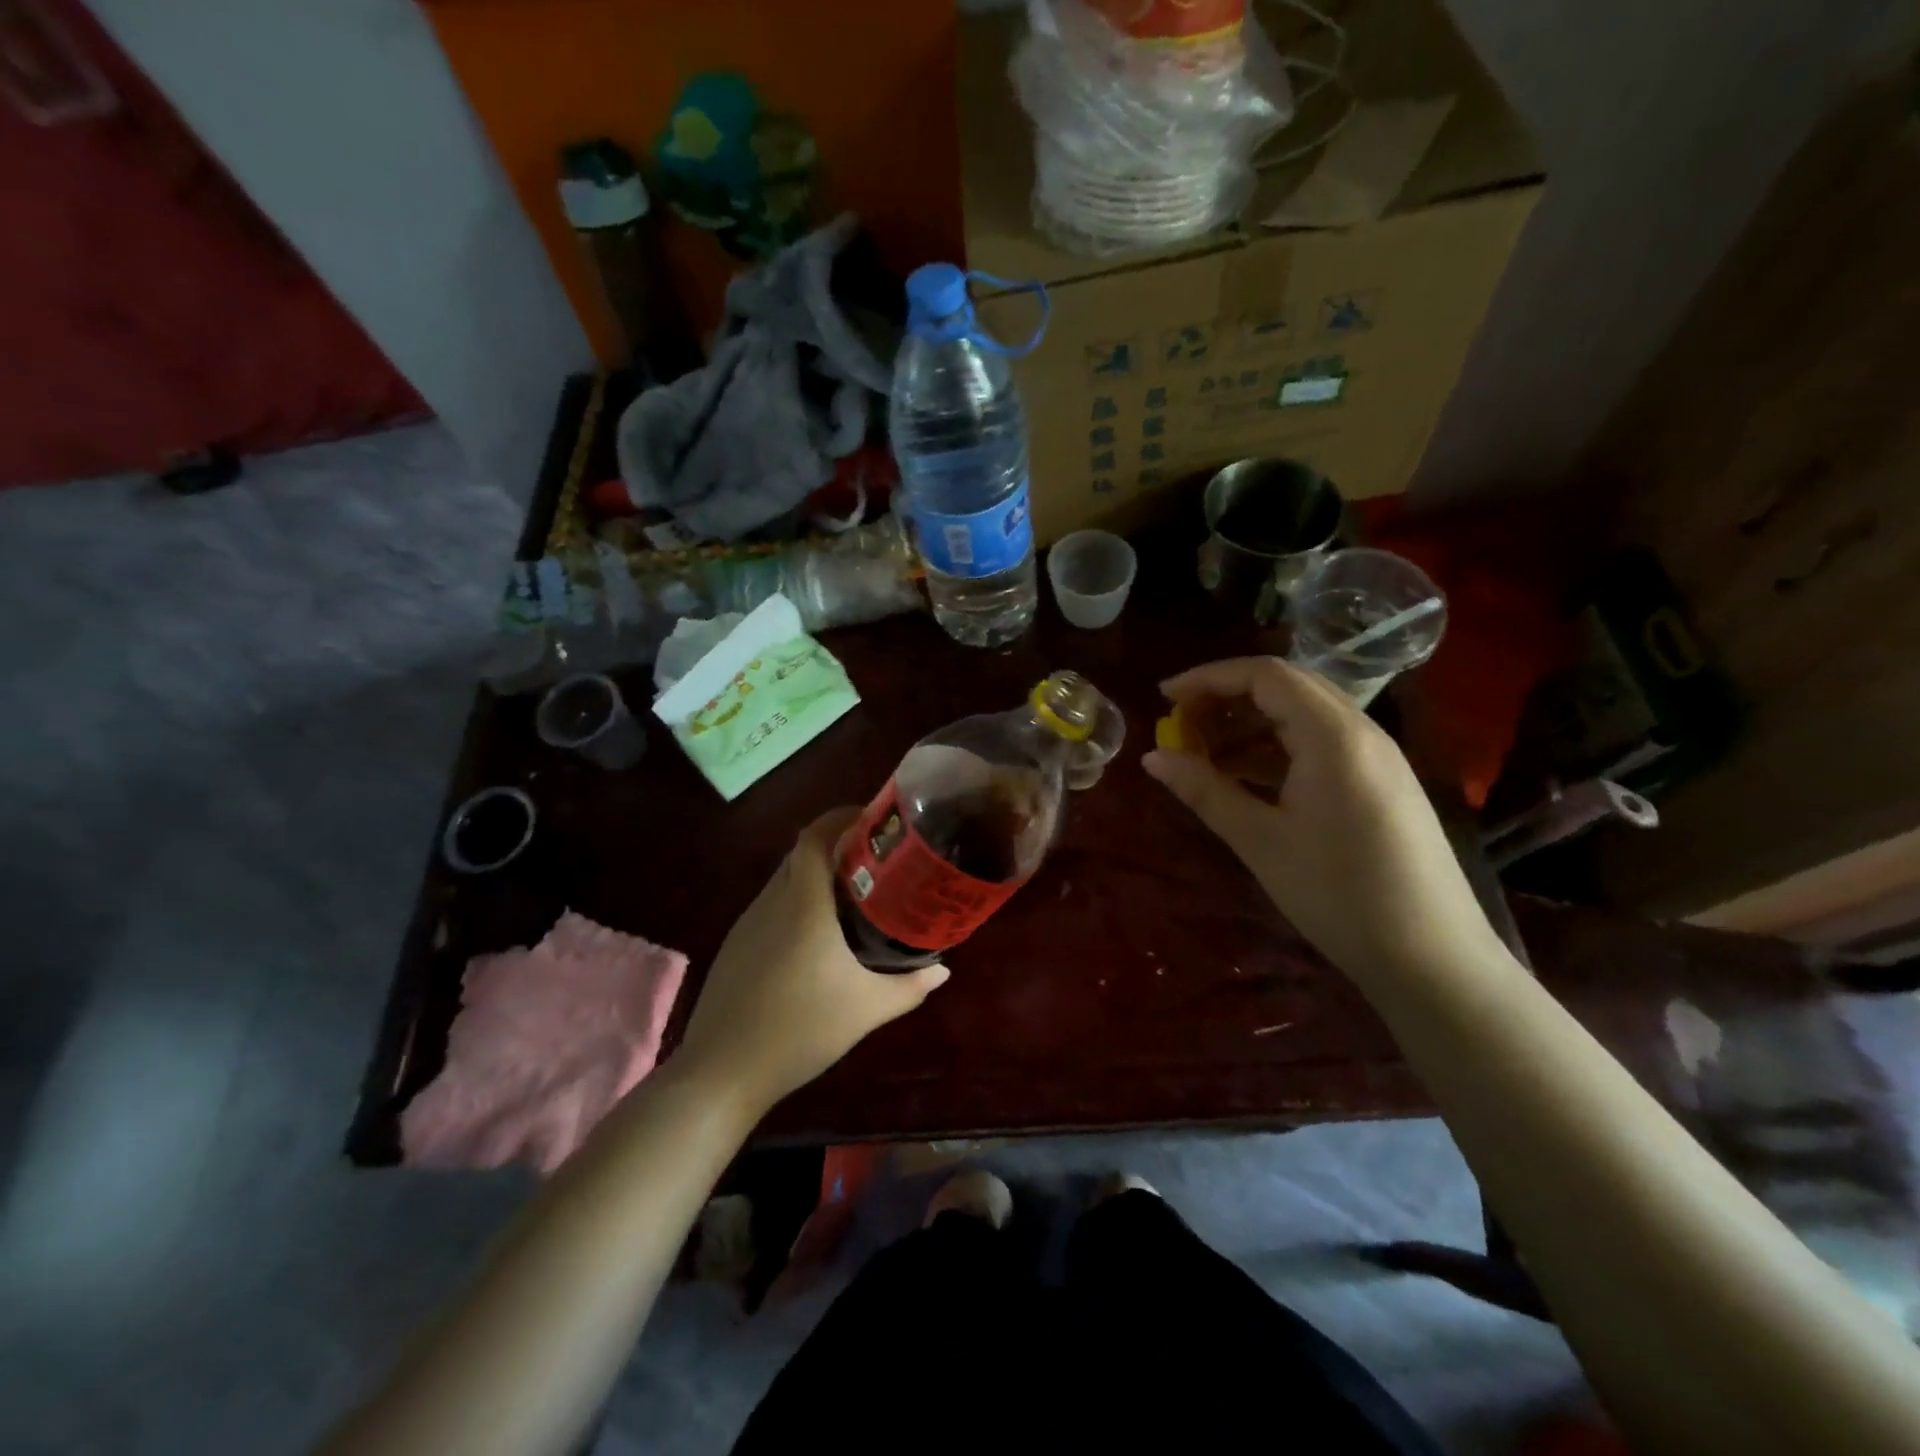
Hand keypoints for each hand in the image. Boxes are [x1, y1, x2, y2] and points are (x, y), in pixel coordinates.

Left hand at [674, 809, 948, 1110]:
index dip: (842, 817)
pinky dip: (798, 902)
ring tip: (854, 895)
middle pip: (802, 852)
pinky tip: (817, 937)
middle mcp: (772, 901)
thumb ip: (910, 987)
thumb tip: (943, 971)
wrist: (722, 1071)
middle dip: (837, 846)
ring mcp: (748, 922)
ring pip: (785, 879)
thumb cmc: (800, 1029)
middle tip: (877, 861)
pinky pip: (772, 905)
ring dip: (816, 875)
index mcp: (803, 903)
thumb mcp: (867, 1009)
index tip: (874, 820)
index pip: (816, 836)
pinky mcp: (736, 945)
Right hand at [1142, 656, 1500, 983]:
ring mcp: (1377, 757)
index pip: (1265, 675)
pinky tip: (1245, 779)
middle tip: (1181, 725)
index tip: (1163, 698)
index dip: (1208, 678)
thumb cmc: (1338, 895)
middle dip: (1226, 698)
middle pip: (1285, 687)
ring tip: (1203, 755)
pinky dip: (1276, 749)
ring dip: (1249, 725)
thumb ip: (1204, 791)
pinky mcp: (1381, 782)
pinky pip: (1320, 744)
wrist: (1433, 959)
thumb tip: (1152, 758)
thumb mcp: (1260, 841)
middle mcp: (1361, 732)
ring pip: (1303, 716)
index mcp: (1333, 736)